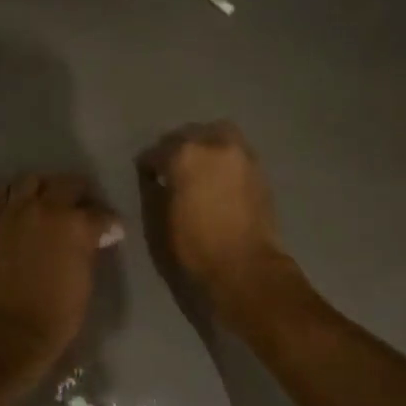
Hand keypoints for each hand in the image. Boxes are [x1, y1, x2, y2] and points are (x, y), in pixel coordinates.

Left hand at [0, 174, 122, 375]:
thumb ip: (88, 252)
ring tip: (47, 202)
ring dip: (43, 188)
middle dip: (79, 193)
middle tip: (82, 207)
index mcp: (76, 225)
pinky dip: (15, 199)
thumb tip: (95, 238)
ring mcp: (13, 214)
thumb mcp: (84, 282)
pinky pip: (3, 198)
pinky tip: (21, 212)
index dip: (109, 223)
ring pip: (30, 181)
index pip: (100, 214)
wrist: (7, 332)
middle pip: (66, 184)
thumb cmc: (56, 316)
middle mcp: (45, 210)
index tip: (111, 230)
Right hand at [142, 121, 289, 312]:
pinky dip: (222, 160)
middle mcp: (214, 145)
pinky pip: (234, 153)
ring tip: (196, 171)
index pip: (155, 152)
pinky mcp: (259, 171)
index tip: (146, 179)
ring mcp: (241, 155)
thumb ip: (152, 191)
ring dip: (203, 148)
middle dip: (175, 150)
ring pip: (216, 136)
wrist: (245, 271)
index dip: (147, 166)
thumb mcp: (157, 223)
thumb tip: (154, 179)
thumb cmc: (192, 250)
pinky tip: (215, 181)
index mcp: (184, 155)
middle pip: (188, 135)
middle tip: (170, 172)